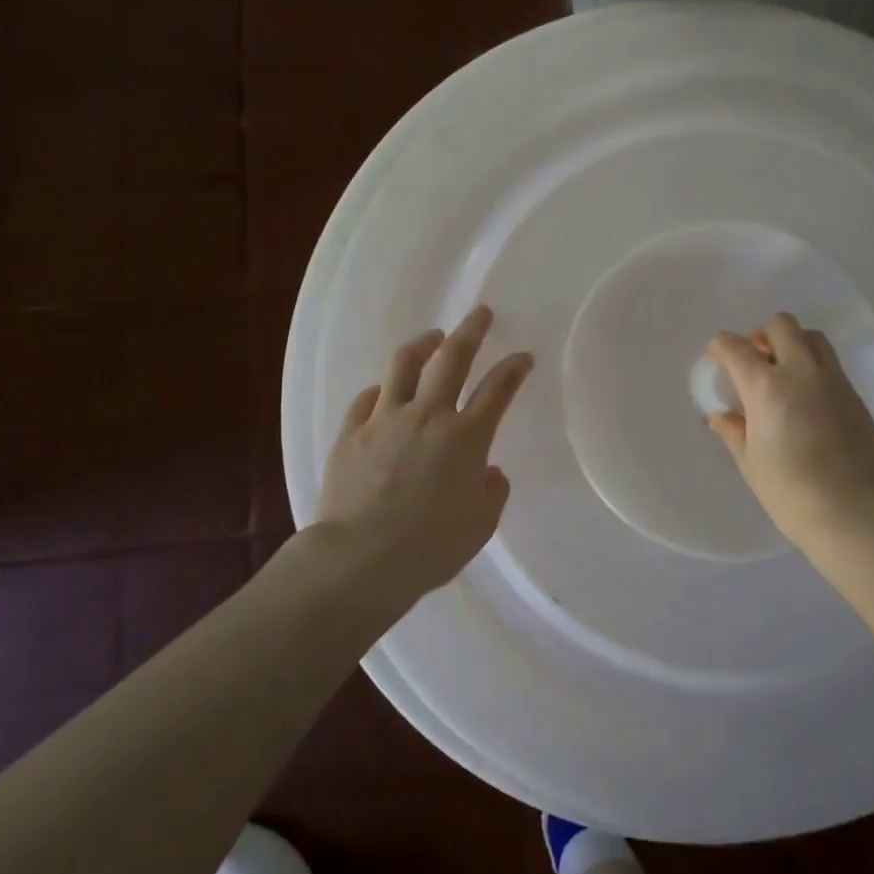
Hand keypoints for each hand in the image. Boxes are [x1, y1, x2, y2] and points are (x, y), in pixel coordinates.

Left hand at [317, 306, 533, 591]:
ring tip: (433, 337)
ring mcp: (385, 420)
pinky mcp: (351, 434)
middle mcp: (428, 416)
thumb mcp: (480, 524)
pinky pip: (366, 400)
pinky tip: (384, 390)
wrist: (360, 559)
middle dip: (471, 332)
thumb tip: (487, 471)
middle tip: (481, 314)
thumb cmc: (431, 546)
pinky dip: (381, 390)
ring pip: (404, 365)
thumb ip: (491, 491)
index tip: (522, 357)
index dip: (514, 369)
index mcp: (466, 437)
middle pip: (452, 359)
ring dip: (423, 345)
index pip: (497, 390)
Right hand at [704, 312, 873, 551]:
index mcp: (766, 386)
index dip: (721, 346)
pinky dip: (814, 366)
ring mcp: (833, 380)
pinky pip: (831, 364)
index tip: (717, 354)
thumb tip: (722, 417)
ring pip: (812, 337)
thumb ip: (734, 432)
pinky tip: (808, 398)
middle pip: (782, 326)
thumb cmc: (791, 493)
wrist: (855, 513)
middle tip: (755, 361)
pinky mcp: (855, 395)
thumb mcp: (751, 464)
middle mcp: (801, 372)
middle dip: (762, 336)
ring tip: (784, 373)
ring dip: (794, 344)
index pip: (736, 348)